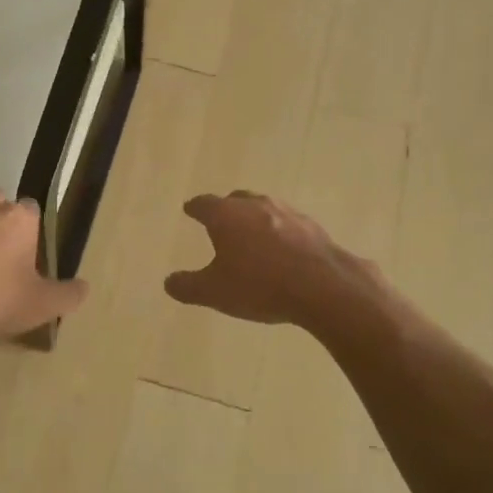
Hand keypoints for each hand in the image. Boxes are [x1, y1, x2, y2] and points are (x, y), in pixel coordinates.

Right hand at [164, 191, 382, 328]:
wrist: (323, 287)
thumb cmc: (260, 285)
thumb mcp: (215, 292)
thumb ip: (188, 286)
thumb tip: (169, 282)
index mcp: (226, 215)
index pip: (204, 204)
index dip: (195, 208)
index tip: (190, 209)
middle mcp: (255, 205)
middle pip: (235, 199)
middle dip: (226, 209)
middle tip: (220, 221)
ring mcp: (286, 212)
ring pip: (263, 208)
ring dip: (254, 218)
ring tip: (251, 234)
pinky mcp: (311, 226)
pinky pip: (287, 223)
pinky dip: (279, 231)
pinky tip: (282, 248)